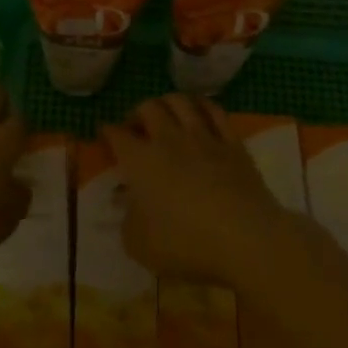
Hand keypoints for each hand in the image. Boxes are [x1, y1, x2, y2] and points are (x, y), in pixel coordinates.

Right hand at [102, 94, 297, 287]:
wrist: (244, 238)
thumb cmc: (185, 244)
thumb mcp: (140, 245)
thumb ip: (128, 221)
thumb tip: (128, 204)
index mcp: (140, 161)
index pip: (117, 135)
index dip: (107, 132)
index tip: (104, 133)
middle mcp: (168, 139)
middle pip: (148, 108)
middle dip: (137, 113)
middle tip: (136, 127)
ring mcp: (203, 136)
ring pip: (180, 101)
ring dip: (167, 102)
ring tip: (165, 113)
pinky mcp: (232, 143)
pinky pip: (215, 111)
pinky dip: (203, 106)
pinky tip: (200, 111)